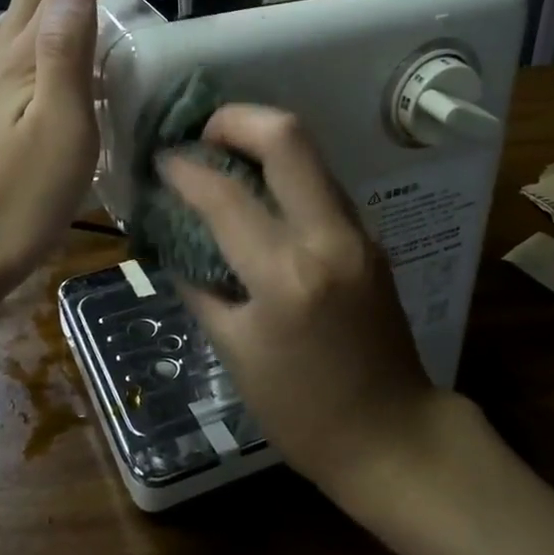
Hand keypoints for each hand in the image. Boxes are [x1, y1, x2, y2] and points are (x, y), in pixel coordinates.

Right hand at [161, 106, 444, 500]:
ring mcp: (358, 231)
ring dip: (262, 141)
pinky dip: (284, 173)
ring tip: (222, 159)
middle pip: (287, 137)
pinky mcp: (370, 237)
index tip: (160, 161)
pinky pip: (320, 183)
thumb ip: (199, 285)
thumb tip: (173, 239)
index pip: (225, 195)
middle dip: (235, 119)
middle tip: (201, 137)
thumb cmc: (302, 410)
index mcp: (288, 275)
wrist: (393, 435)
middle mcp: (329, 236)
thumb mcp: (234, 352)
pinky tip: (258, 194)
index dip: (184, 169)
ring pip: (309, 153)